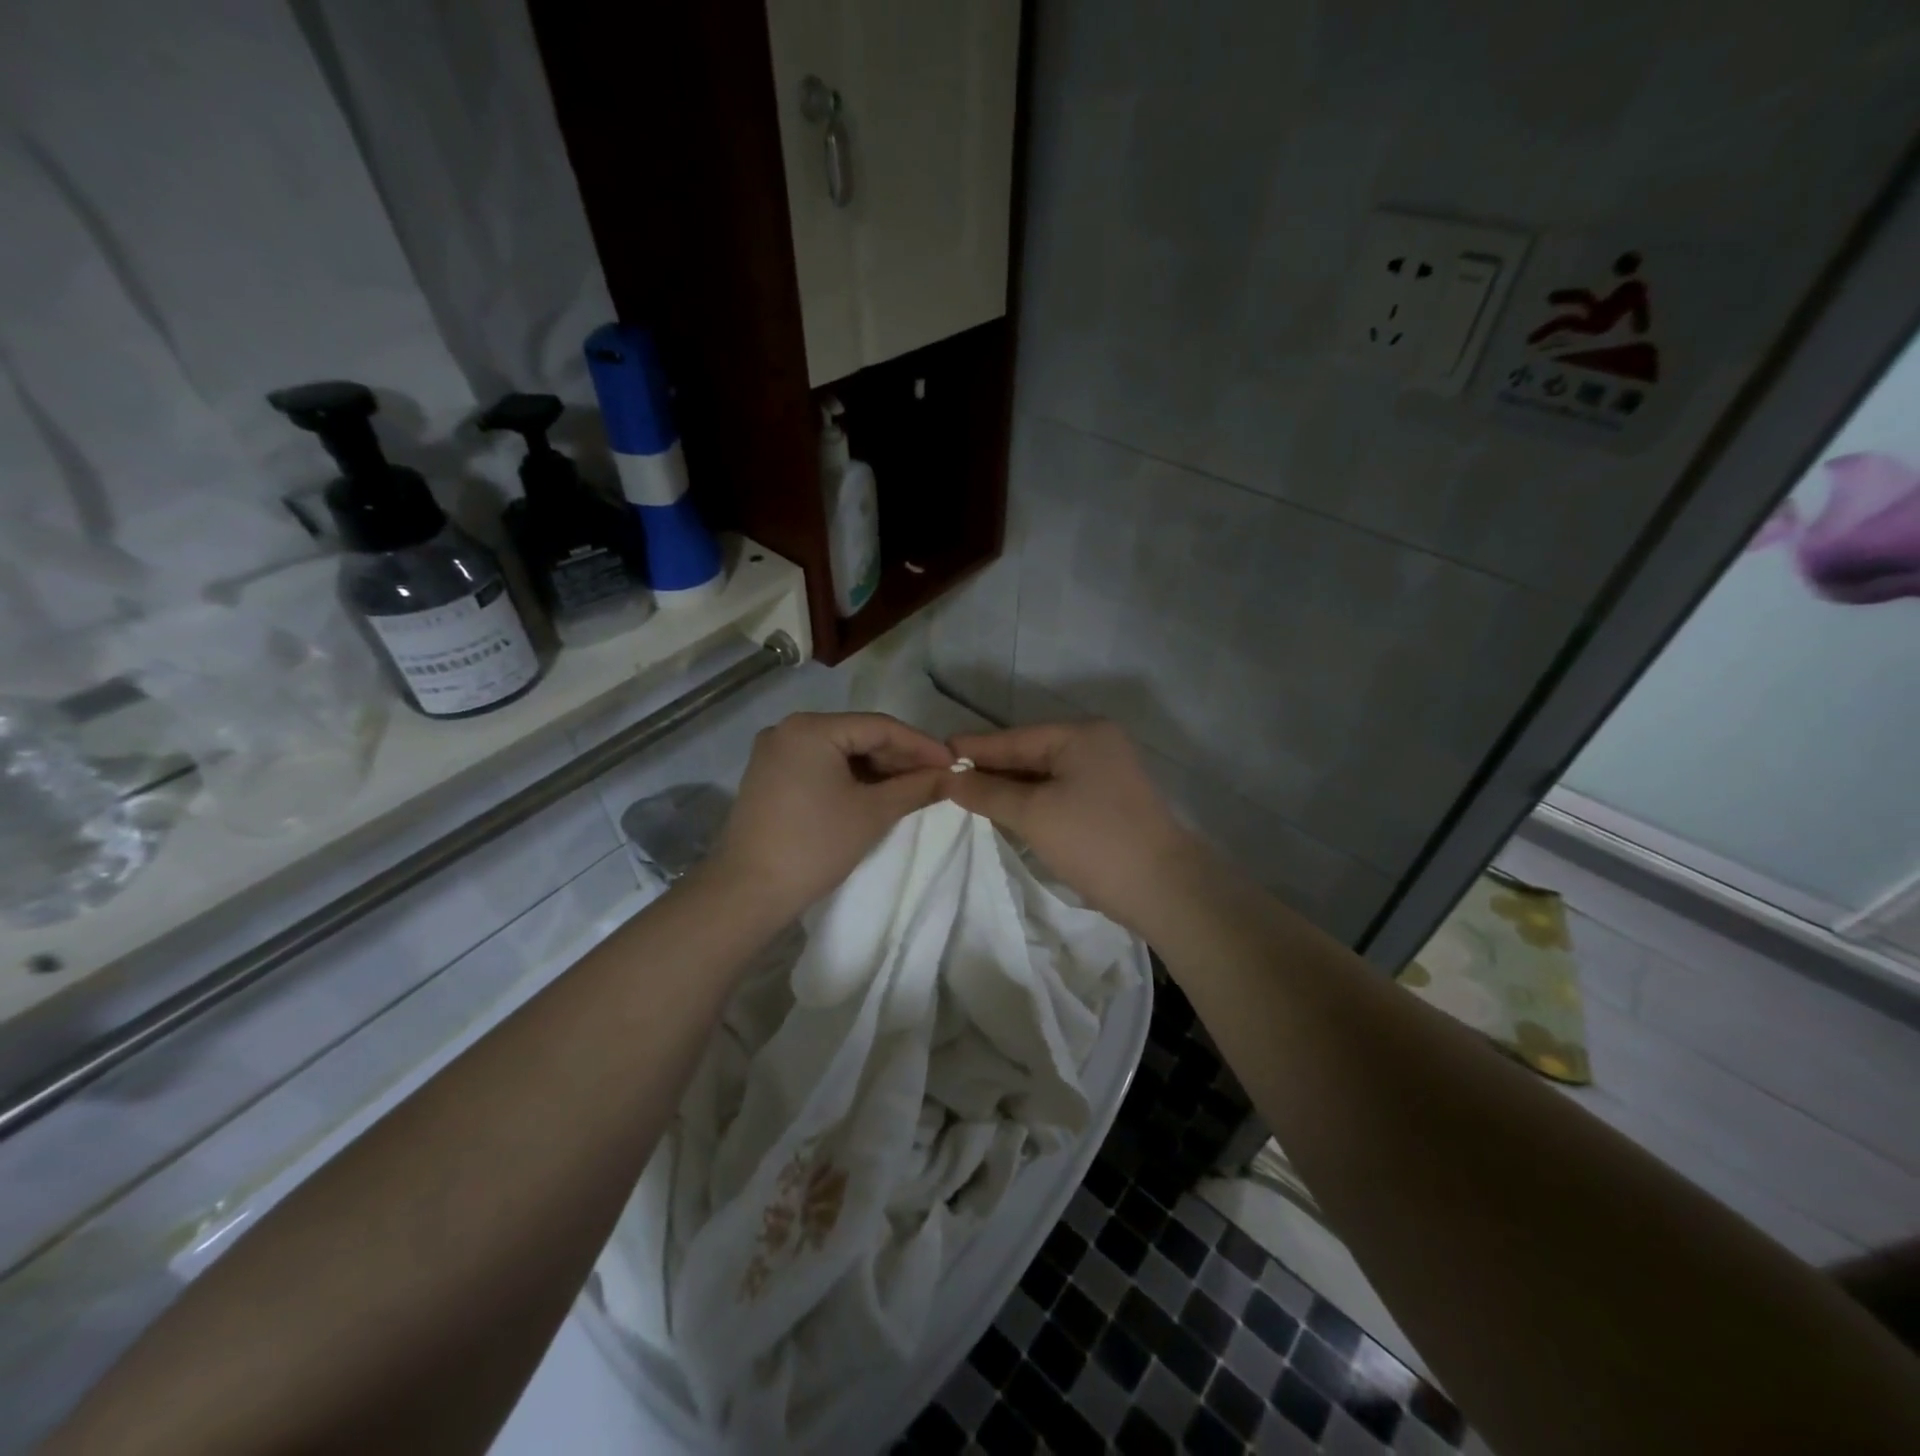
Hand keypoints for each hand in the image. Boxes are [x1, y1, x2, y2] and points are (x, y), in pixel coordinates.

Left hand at [710, 712, 952, 920]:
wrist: (748, 892)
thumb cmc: (815, 846)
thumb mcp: (872, 813)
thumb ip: (916, 787)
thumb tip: (952, 776)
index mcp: (811, 728)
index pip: (880, 727)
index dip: (921, 745)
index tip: (954, 763)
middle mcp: (789, 729)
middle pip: (858, 735)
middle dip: (899, 757)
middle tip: (937, 777)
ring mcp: (775, 752)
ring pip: (841, 751)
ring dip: (878, 768)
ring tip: (914, 787)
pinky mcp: (770, 775)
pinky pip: (821, 765)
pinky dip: (851, 777)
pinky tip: (878, 792)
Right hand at [943, 720, 1204, 928]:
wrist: (1164, 890)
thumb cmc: (1094, 841)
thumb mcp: (1033, 814)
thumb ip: (987, 792)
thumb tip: (949, 778)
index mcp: (1082, 735)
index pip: (1014, 738)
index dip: (974, 749)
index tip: (934, 755)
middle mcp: (1096, 745)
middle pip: (1029, 755)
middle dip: (990, 770)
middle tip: (945, 780)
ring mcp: (1106, 774)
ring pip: (1043, 777)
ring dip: (1009, 789)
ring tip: (966, 797)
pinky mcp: (1108, 803)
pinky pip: (1058, 794)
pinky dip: (1031, 803)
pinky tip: (1004, 813)